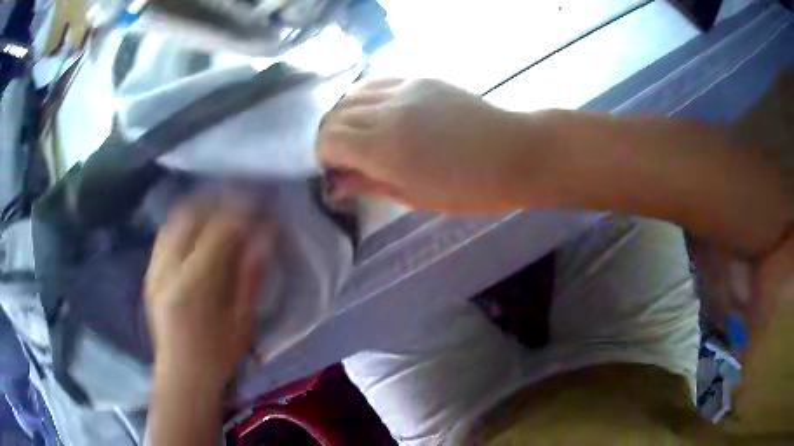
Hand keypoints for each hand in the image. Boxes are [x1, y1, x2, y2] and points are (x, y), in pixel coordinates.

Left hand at [145, 197, 274, 387]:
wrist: (181, 376)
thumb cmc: (217, 355)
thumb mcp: (242, 321)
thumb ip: (251, 275)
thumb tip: (266, 236)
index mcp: (194, 284)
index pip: (218, 229)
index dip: (241, 211)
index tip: (259, 207)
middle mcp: (168, 269)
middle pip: (190, 215)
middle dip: (217, 204)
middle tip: (238, 209)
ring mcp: (154, 269)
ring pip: (173, 221)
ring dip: (198, 211)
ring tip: (218, 217)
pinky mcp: (149, 274)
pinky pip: (164, 235)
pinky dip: (182, 226)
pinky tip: (196, 235)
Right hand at [317, 79, 549, 212]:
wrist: (514, 153)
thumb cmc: (469, 188)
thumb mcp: (414, 196)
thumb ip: (369, 183)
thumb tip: (335, 183)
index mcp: (385, 148)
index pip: (329, 140)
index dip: (325, 156)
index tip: (337, 170)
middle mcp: (388, 111)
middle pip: (335, 115)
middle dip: (331, 137)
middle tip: (346, 156)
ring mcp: (405, 89)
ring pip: (352, 94)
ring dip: (346, 115)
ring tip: (361, 133)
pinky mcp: (421, 78)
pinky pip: (377, 81)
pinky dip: (366, 97)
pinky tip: (378, 112)